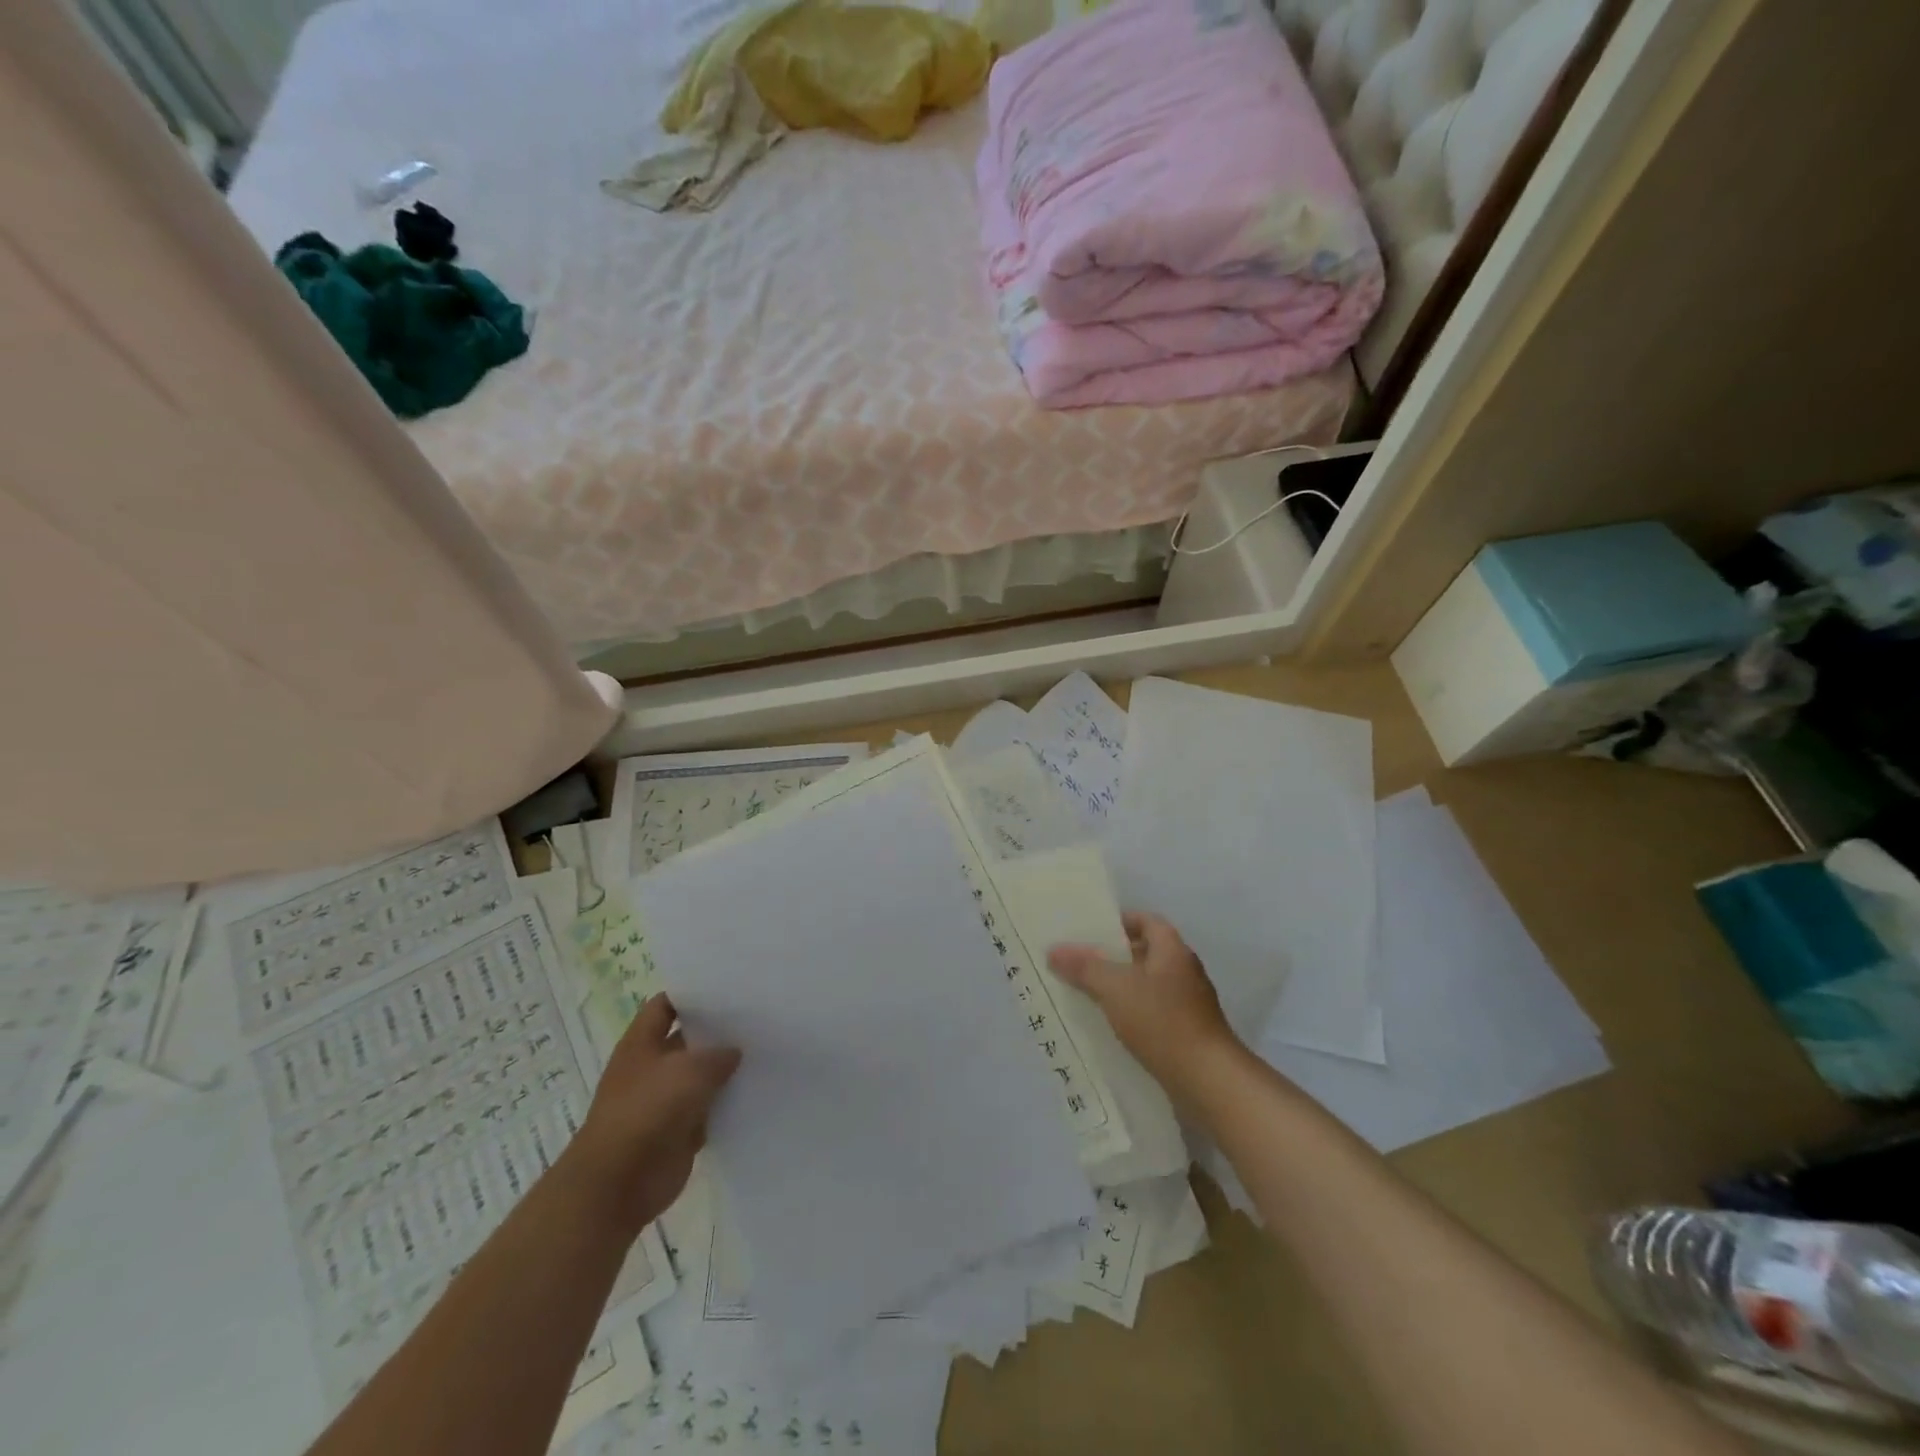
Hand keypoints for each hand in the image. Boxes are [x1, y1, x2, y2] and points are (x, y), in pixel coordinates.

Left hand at [564, 995, 739, 1236]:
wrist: (618, 1184)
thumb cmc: (647, 1112)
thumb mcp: (690, 1070)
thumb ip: (718, 1055)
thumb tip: (734, 1052)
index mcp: (641, 1043)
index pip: (665, 1005)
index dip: (691, 994)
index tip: (727, 987)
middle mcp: (651, 1068)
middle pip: (687, 1040)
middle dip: (717, 1031)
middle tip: (757, 1017)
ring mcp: (663, 1101)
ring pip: (700, 1076)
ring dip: (725, 1070)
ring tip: (765, 1051)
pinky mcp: (678, 1131)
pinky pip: (708, 1110)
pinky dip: (726, 1104)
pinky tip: (756, 1091)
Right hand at [1048, 912, 1241, 1101]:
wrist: (1208, 1080)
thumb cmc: (1162, 1021)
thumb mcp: (1116, 988)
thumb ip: (1084, 967)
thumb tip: (1054, 950)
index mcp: (1172, 950)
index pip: (1145, 920)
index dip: (1119, 921)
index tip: (1090, 930)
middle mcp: (1183, 970)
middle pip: (1144, 952)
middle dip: (1112, 956)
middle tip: (1079, 962)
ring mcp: (1188, 1003)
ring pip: (1146, 985)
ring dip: (1120, 987)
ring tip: (1085, 993)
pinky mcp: (1186, 1031)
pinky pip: (1152, 1012)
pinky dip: (1131, 1013)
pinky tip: (1109, 1026)